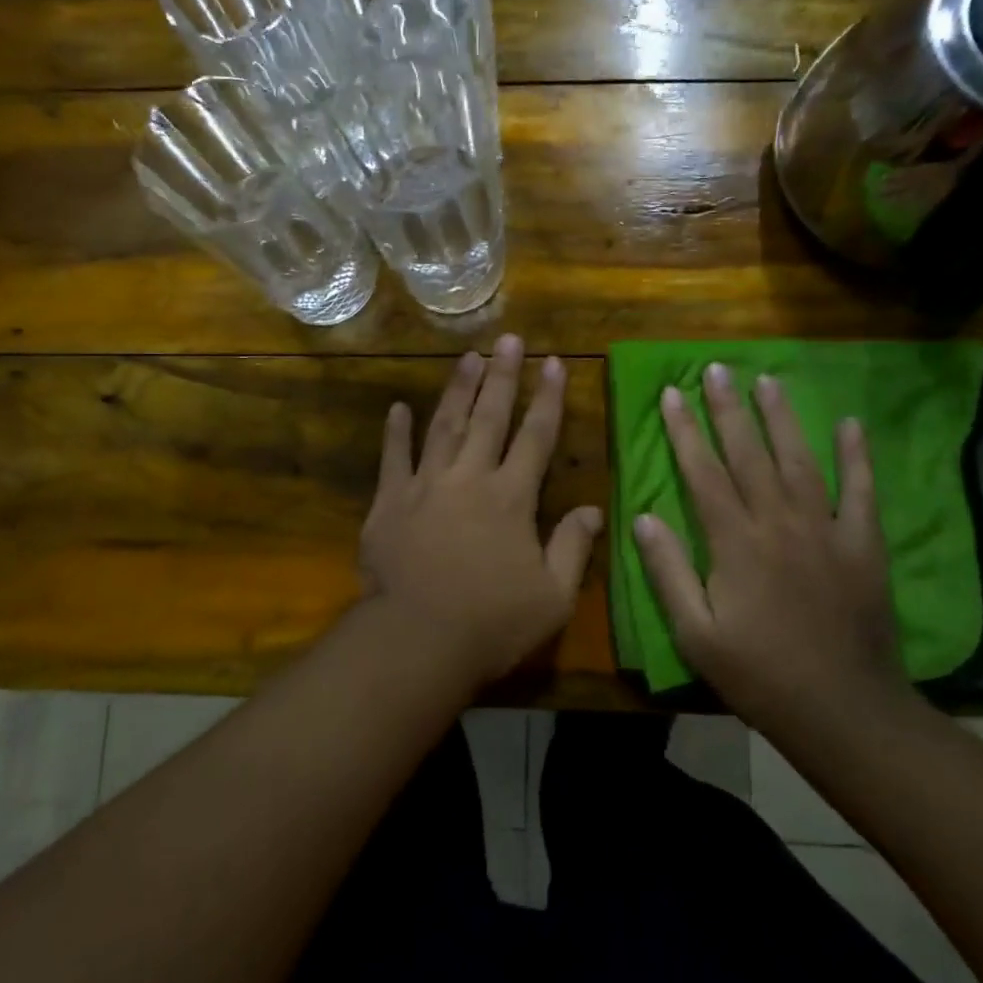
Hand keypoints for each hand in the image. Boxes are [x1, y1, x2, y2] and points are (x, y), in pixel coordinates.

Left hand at [359, 334, 602, 690]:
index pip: (536, 436)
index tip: (554, 362)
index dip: (547, 397)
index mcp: (511, 497)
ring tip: (468, 356)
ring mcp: (425, 485)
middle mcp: (469, 478)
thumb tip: (593, 509)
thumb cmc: (491, 623)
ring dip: (457, 389)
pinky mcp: (389, 502)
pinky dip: (395, 432)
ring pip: (444, 425)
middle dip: (503, 375)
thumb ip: (573, 548)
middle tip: (510, 340)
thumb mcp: (552, 597)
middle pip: (489, 417)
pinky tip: (398, 408)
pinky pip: (393, 458)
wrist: (415, 641)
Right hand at [632, 364, 915, 733]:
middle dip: (728, 408)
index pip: (703, 472)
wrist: (842, 710)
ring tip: (767, 380)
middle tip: (716, 369)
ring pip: (799, 460)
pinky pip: (860, 491)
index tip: (671, 393)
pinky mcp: (862, 545)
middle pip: (749, 454)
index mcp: (735, 543)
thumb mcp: (695, 633)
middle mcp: (778, 523)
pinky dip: (857, 456)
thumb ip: (668, 571)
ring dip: (781, 418)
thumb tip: (642, 517)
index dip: (685, 431)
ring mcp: (826, 530)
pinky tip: (850, 424)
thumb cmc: (758, 674)